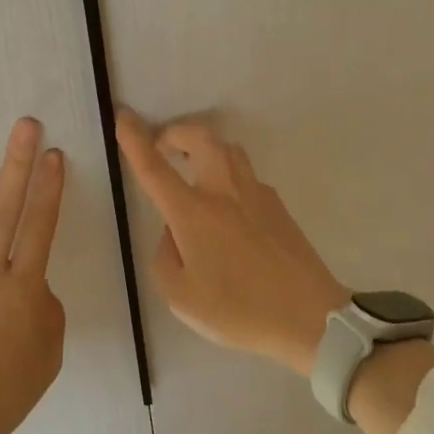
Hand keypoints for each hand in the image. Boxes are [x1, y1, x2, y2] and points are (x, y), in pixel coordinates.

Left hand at [0, 117, 67, 433]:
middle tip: (25, 124)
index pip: (42, 226)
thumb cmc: (7, 391)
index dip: (51, 188)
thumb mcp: (49, 351)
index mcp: (22, 289)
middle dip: (18, 163)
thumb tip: (31, 280)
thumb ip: (46, 307)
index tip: (55, 154)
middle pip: (6, 208)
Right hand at [115, 110, 348, 374]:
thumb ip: (166, 258)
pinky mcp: (278, 207)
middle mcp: (224, 192)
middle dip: (176, 132)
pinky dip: (228, 175)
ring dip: (205, 148)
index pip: (155, 167)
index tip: (123, 116)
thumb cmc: (239, 310)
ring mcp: (256, 195)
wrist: (310, 317)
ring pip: (228, 149)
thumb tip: (174, 233)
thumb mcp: (181, 298)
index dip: (135, 139)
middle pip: (200, 137)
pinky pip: (246, 176)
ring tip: (194, 170)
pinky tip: (227, 209)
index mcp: (193, 213)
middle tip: (163, 146)